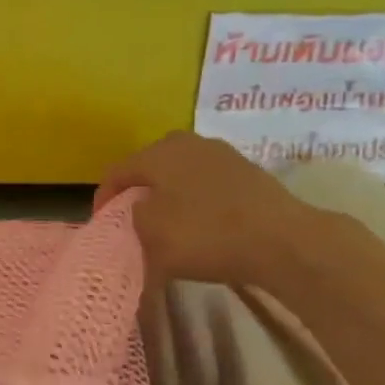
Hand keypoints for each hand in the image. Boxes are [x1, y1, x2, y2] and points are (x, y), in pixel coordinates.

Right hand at [96, 132, 331, 288]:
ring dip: (168, 197)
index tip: (102, 226)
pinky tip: (200, 226)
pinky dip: (195, 202)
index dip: (103, 200)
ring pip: (179, 175)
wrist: (282, 241)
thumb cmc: (205, 234)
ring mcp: (221, 155)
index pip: (116, 172)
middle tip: (132, 222)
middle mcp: (187, 143)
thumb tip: (140, 212)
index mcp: (158, 152)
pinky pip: (206, 185)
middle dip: (137, 194)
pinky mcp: (247, 173)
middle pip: (149, 168)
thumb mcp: (150, 235)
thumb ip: (132, 220)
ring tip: (166, 225)